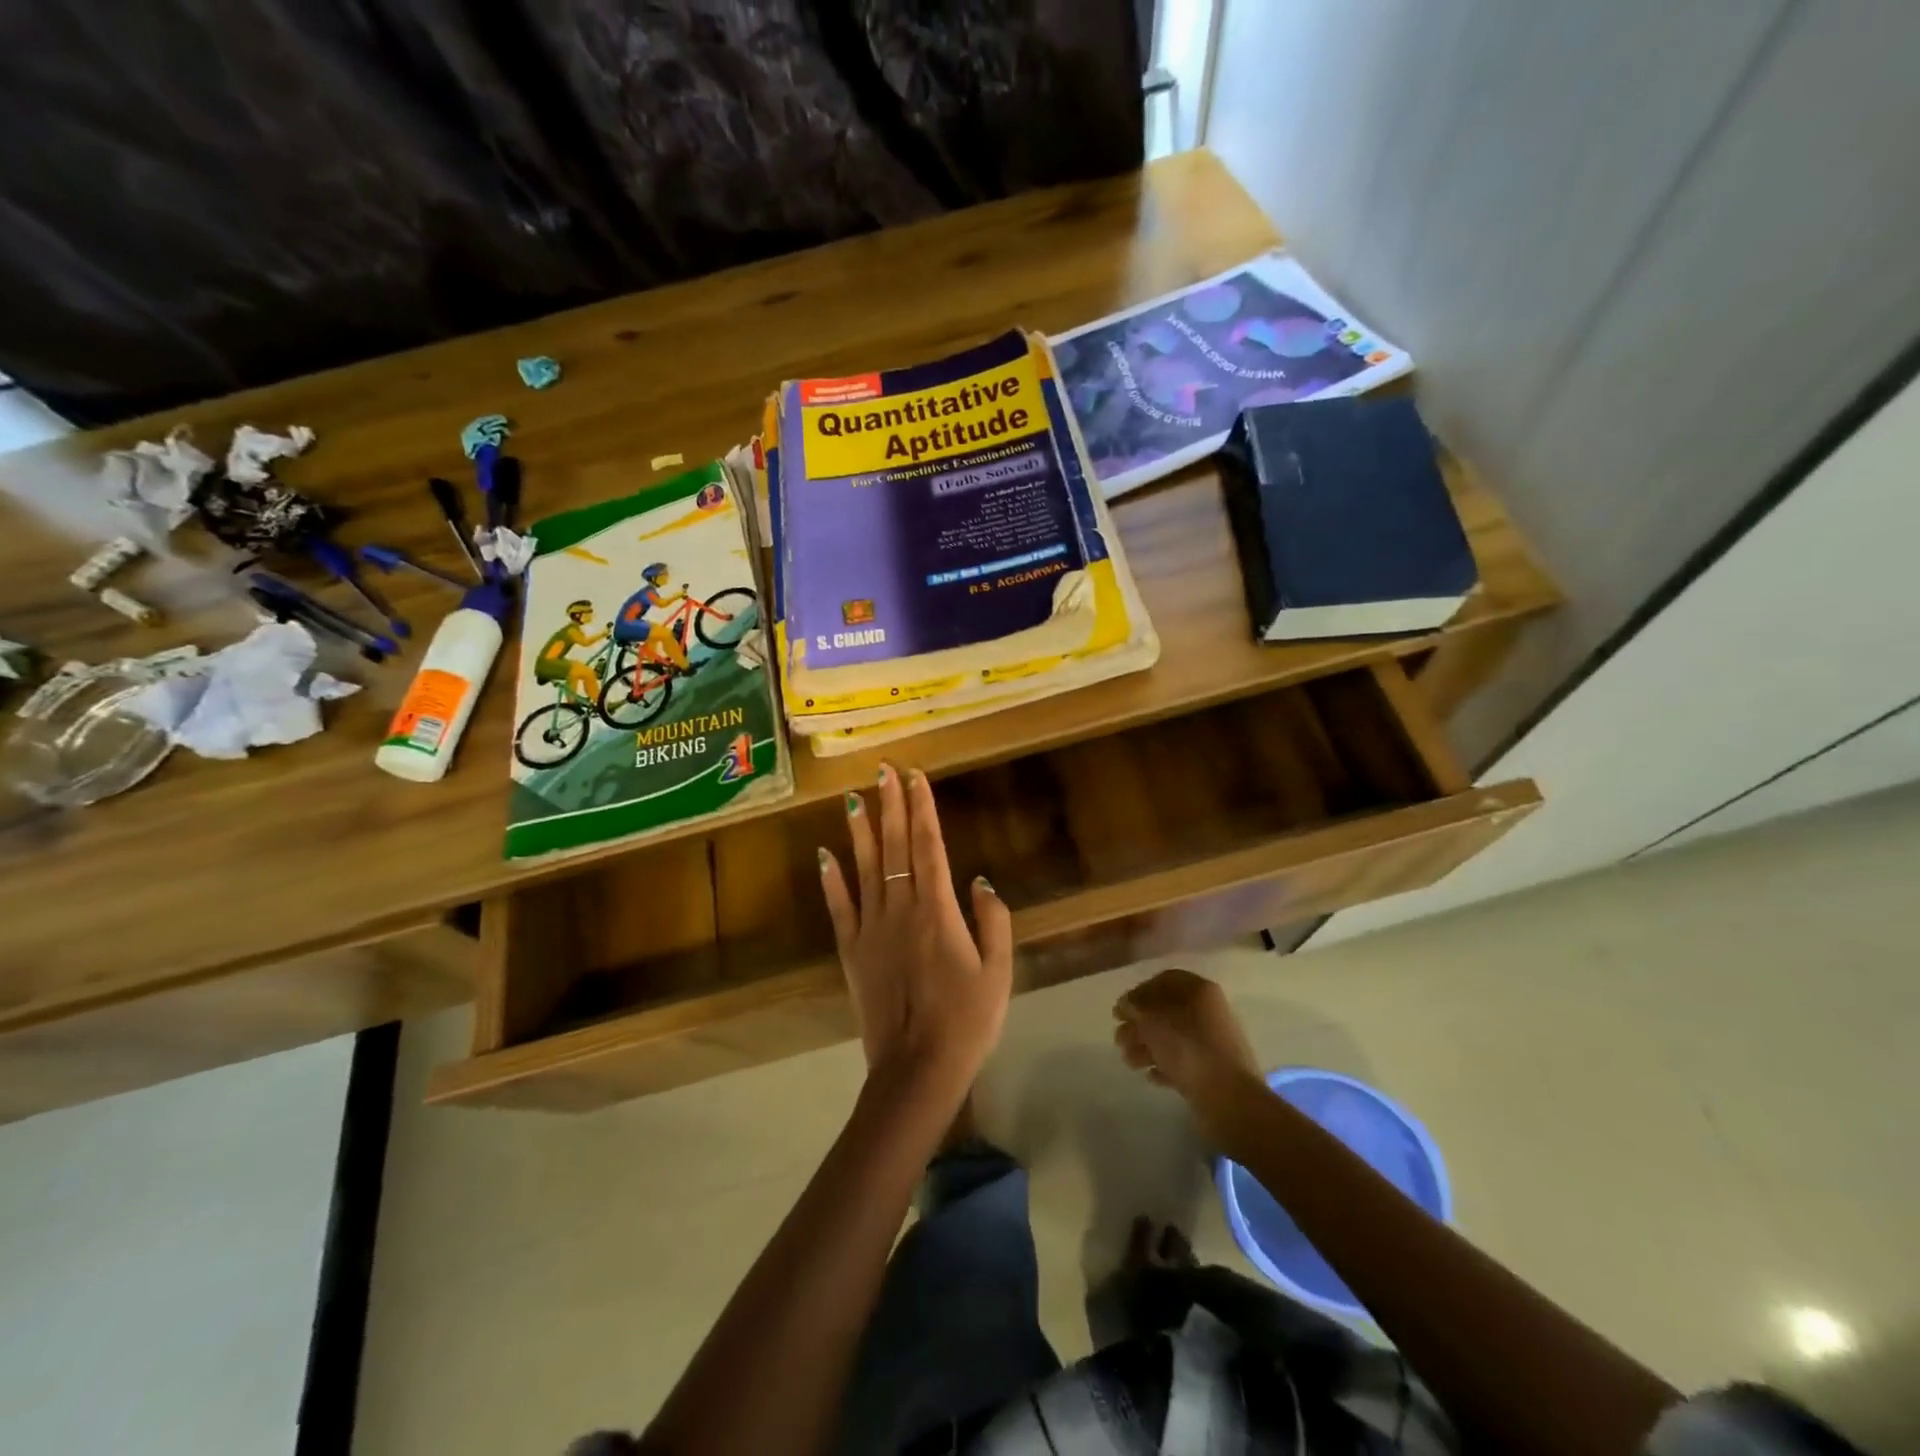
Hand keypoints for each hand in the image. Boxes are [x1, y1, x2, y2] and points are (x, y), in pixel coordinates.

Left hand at [819, 764, 1012, 1099]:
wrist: (918, 1070)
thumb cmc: (967, 1021)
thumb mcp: (999, 971)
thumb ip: (993, 919)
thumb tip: (978, 879)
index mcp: (938, 910)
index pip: (928, 846)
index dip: (922, 808)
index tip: (915, 777)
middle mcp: (901, 909)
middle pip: (894, 847)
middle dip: (891, 805)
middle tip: (883, 770)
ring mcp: (871, 929)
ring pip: (865, 868)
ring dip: (860, 830)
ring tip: (853, 798)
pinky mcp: (851, 952)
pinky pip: (839, 908)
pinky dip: (831, 880)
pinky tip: (824, 854)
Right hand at [1113, 969, 1262, 1127]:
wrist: (1229, 1099)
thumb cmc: (1187, 1049)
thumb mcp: (1152, 1020)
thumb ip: (1135, 1007)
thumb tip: (1127, 1005)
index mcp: (1198, 991)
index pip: (1164, 980)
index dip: (1139, 992)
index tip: (1121, 1010)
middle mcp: (1208, 1011)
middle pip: (1165, 1011)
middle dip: (1139, 1024)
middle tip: (1119, 1040)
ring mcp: (1212, 1042)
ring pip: (1172, 1037)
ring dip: (1146, 1046)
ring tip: (1129, 1061)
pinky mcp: (1213, 1070)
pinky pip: (1183, 1061)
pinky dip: (1164, 1065)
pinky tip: (1150, 1075)